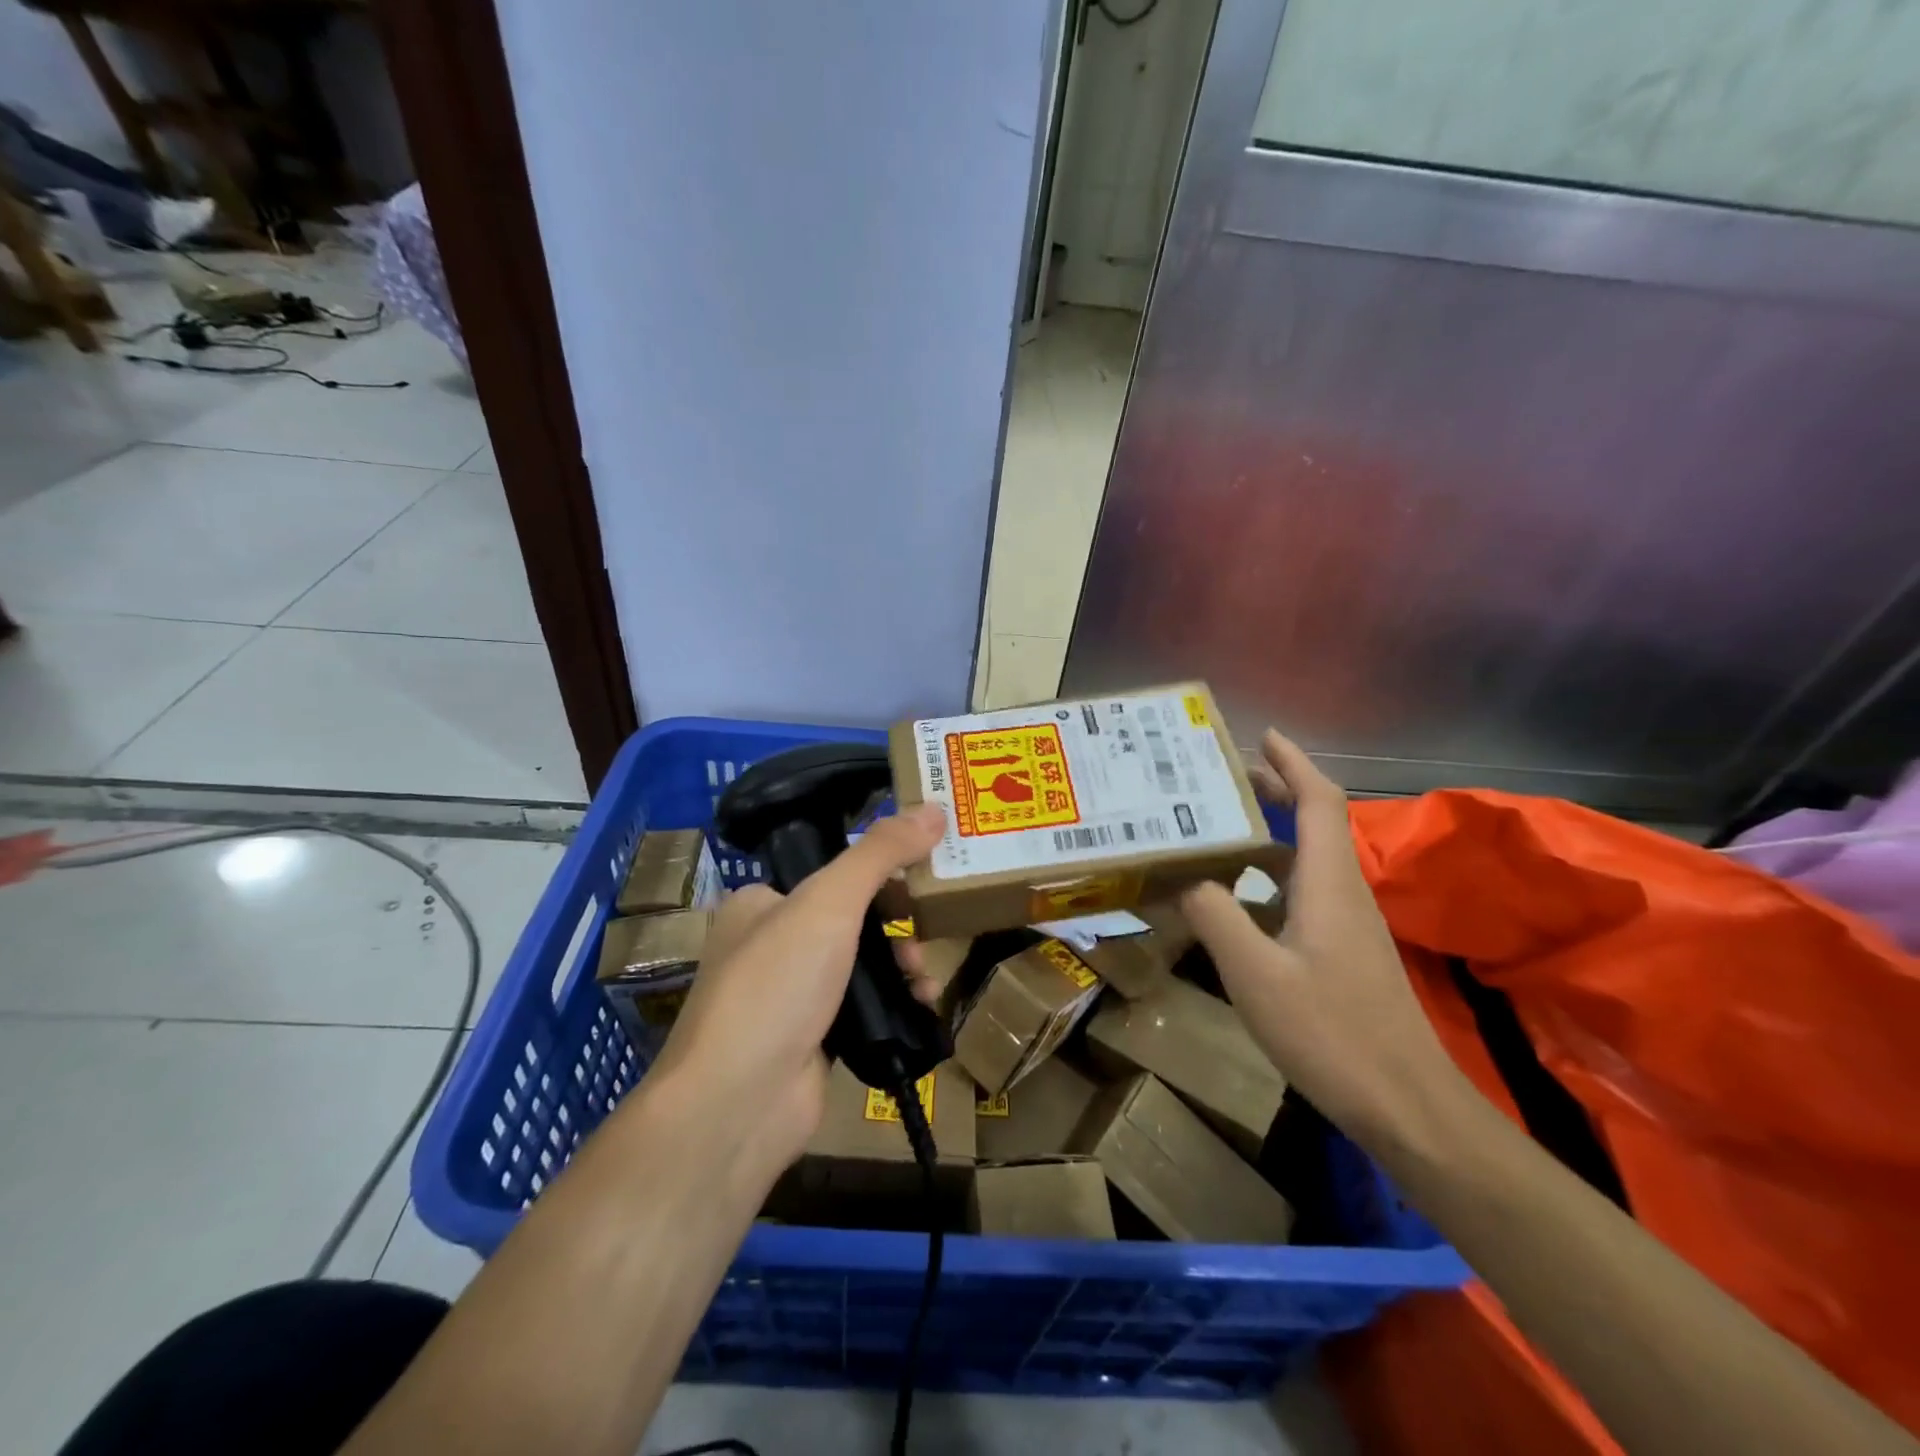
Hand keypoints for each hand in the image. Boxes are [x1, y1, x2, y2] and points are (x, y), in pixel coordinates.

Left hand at [646, 804, 946, 1182]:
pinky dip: (896, 1003)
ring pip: (863, 964)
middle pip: (852, 917)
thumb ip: (881, 852)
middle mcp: (772, 944)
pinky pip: (866, 1007)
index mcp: (761, 902)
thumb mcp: (830, 901)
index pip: (831, 871)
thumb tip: (934, 808)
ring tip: (925, 976)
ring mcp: (791, 995)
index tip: (925, 871)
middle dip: (897, 922)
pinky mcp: (814, 1039)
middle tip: (927, 928)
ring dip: (902, 964)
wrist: (738, 1103)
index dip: (880, 869)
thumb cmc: (777, 984)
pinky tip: (922, 1006)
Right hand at [1180, 730, 1462, 1149]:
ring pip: (1309, 858)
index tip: (1262, 735)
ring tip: (1221, 828)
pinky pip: (1305, 892)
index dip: (1293, 763)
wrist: (1408, 1108)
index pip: (1319, 802)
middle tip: (1224, 778)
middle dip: (1277, 790)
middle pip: (1316, 822)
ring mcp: (1349, 925)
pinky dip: (1273, 875)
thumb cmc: (1332, 1034)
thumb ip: (1215, 917)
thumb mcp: (1255, 974)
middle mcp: (1344, 893)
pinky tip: (1240, 898)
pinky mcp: (1346, 954)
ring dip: (1271, 832)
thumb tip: (1185, 875)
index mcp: (1327, 884)